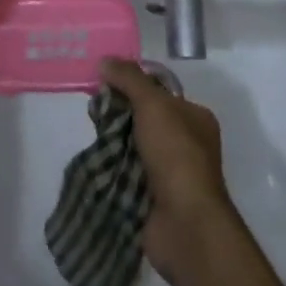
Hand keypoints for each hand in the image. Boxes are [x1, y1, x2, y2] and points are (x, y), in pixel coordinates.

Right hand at [101, 58, 237, 280]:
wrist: (184, 224)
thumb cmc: (176, 154)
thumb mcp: (153, 104)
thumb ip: (130, 79)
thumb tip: (105, 61)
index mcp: (195, 118)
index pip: (160, 93)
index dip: (133, 86)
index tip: (104, 83)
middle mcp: (186, 143)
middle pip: (145, 119)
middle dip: (119, 115)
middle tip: (93, 110)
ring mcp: (170, 174)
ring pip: (134, 148)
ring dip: (113, 143)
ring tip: (90, 134)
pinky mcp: (154, 199)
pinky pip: (128, 176)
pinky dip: (113, 170)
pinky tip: (94, 161)